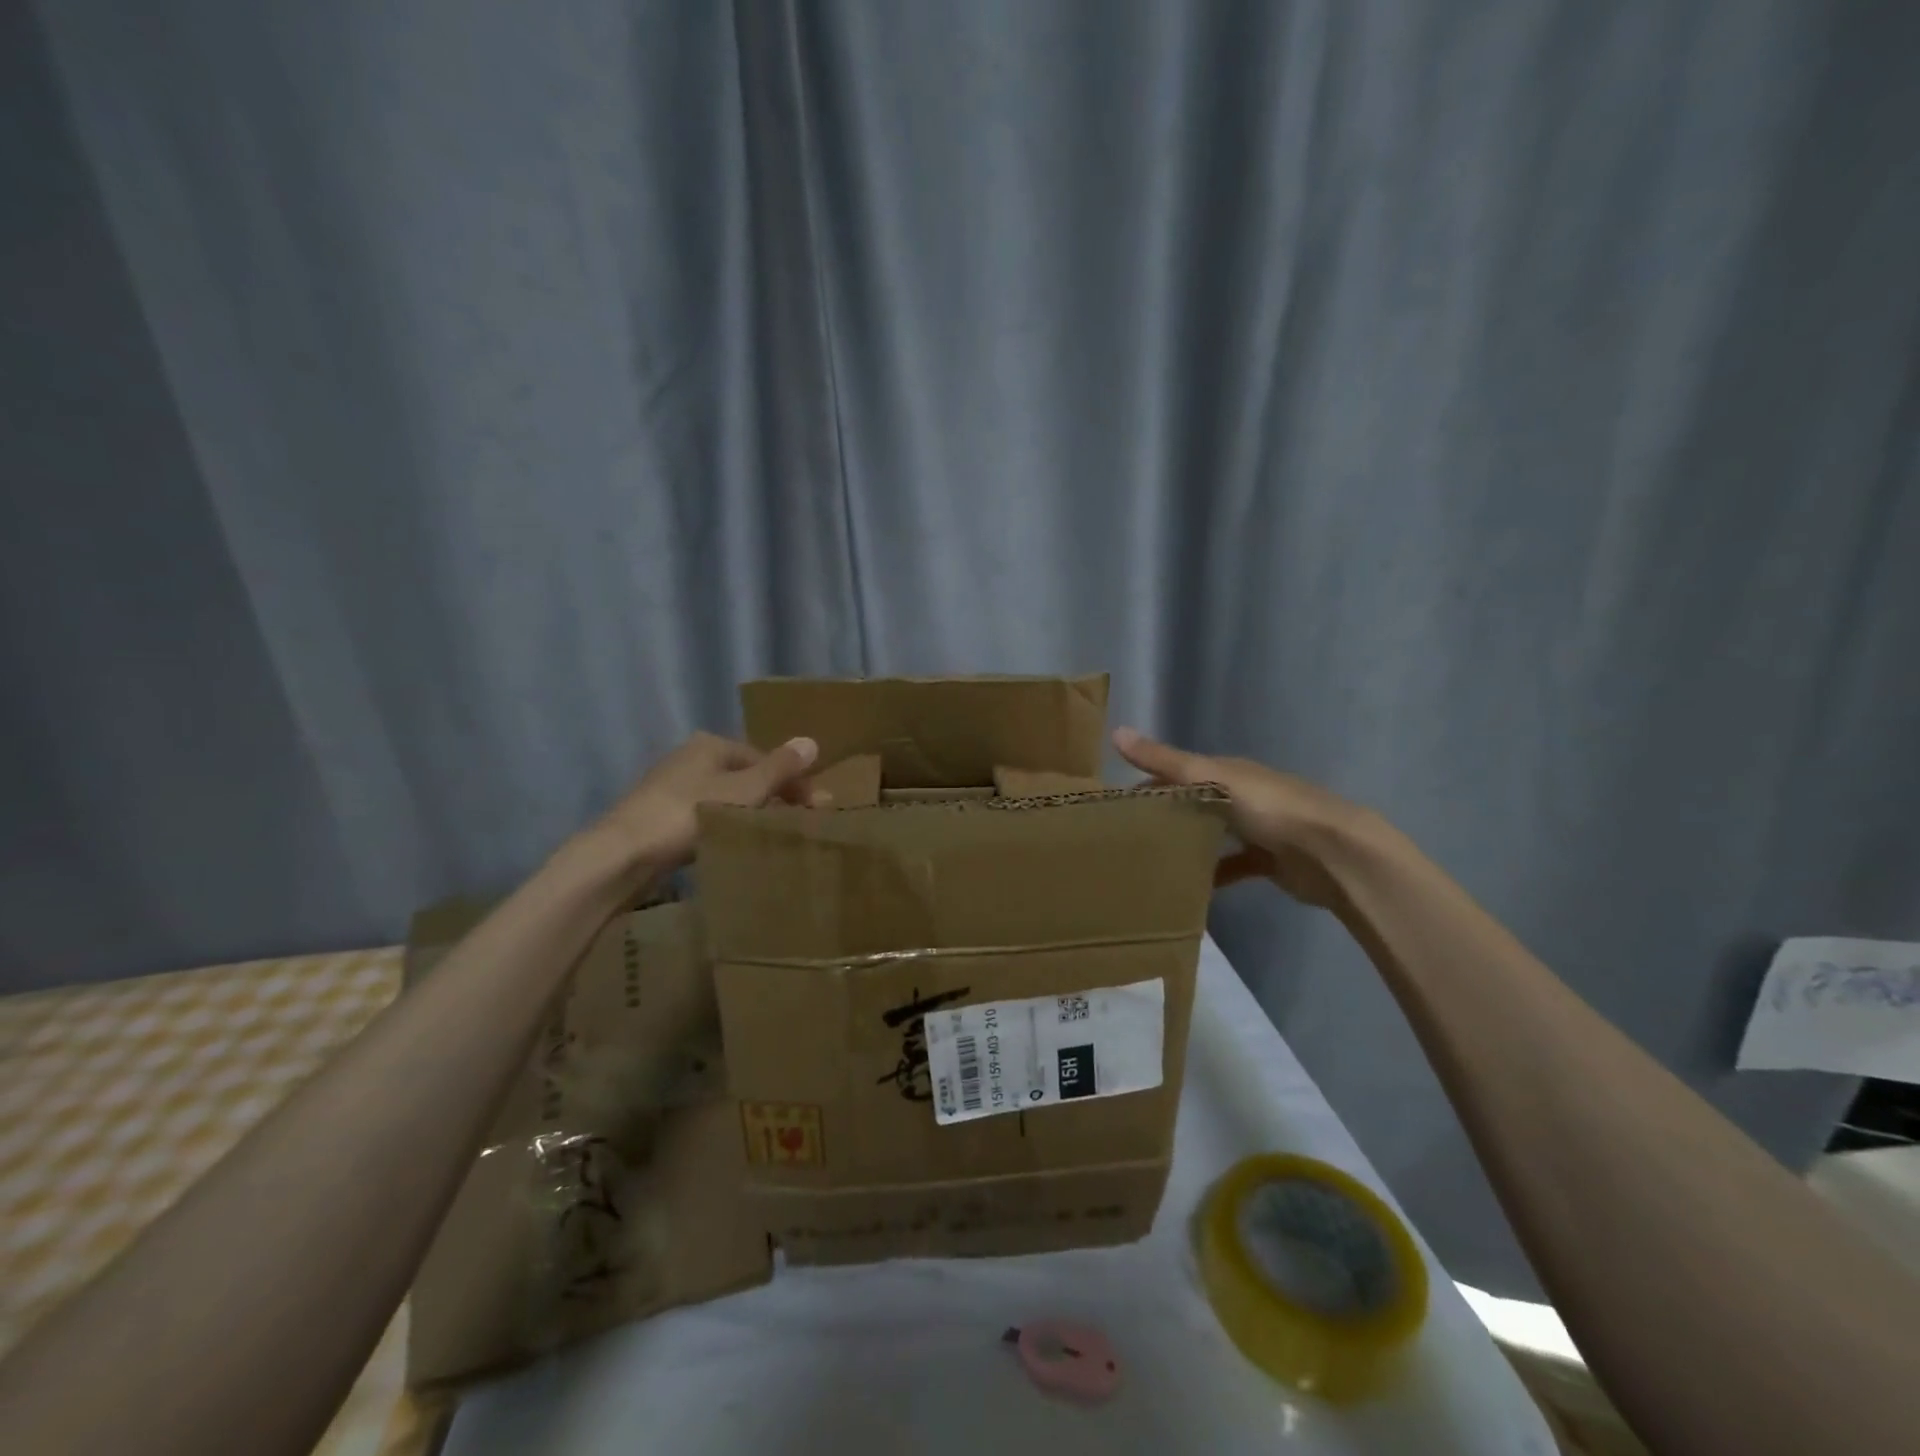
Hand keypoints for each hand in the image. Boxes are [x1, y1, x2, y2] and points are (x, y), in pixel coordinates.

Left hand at [585, 731, 819, 876]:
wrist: (623, 854)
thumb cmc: (688, 813)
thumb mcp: (744, 790)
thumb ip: (780, 768)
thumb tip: (812, 740)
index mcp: (711, 744)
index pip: (765, 758)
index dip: (793, 780)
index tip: (815, 808)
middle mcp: (690, 757)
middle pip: (745, 775)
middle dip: (773, 795)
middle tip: (798, 822)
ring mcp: (670, 786)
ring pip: (725, 795)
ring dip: (749, 811)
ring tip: (770, 835)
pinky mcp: (658, 815)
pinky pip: (705, 814)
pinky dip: (725, 823)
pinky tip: (732, 842)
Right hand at [1112, 727, 1370, 907]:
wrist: (1333, 852)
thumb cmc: (1269, 808)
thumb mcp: (1211, 778)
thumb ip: (1165, 761)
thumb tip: (1115, 732)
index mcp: (1228, 770)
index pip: (1178, 770)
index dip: (1148, 781)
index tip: (1118, 804)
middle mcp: (1242, 794)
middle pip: (1195, 801)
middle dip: (1165, 814)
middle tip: (1128, 836)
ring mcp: (1257, 828)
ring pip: (1213, 833)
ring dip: (1188, 843)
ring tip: (1152, 862)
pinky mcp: (1268, 861)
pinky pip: (1232, 866)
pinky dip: (1213, 875)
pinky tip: (1192, 890)